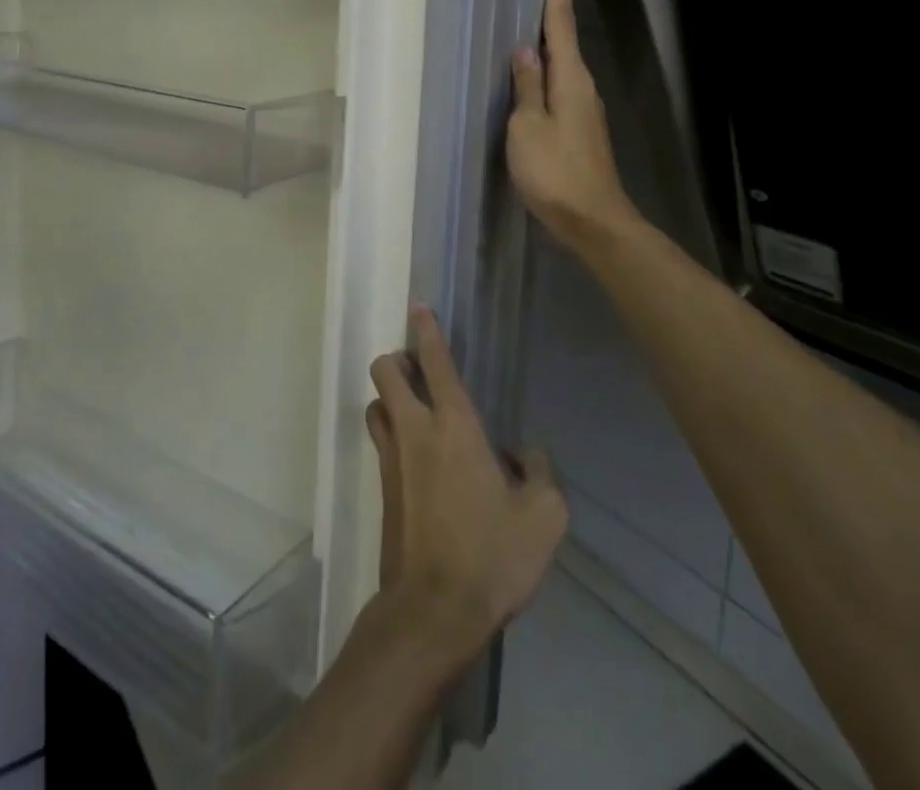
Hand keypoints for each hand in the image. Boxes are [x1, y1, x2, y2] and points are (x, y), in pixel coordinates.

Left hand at [366, 308, 567, 670]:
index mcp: (455, 426)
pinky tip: (417, 457)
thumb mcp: (544, 517)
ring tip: (415, 410)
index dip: (427, 330)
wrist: (434, 609)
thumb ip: (539, 473)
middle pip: (385, 370)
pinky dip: (392, 432)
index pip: (435, 362)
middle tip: (419, 370)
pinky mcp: (382, 486)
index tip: (420, 309)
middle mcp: (415, 430)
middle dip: (397, 358)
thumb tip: (525, 454)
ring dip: (390, 396)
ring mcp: (391, 458)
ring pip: (376, 403)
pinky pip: (381, 440)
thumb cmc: (492, 555)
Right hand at [508, 0, 632, 248]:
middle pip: (564, 41)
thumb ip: (525, 85)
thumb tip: (524, 50)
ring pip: (561, 66)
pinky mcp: (579, 129)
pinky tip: (528, 78)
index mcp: (570, 78)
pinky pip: (558, 88)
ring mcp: (583, 109)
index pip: (563, 24)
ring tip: (524, 27)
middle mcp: (582, 87)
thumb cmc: (554, 170)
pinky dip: (544, 74)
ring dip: (546, 44)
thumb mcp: (528, 126)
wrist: (592, 220)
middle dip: (552, 12)